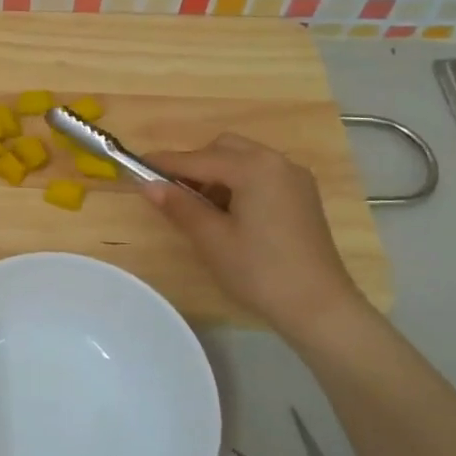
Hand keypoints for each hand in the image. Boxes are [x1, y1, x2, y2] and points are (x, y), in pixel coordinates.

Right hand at [142, 134, 370, 342]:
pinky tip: (229, 213)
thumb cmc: (259, 271)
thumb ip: (179, 206)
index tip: (136, 165)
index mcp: (254, 168)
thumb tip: (148, 185)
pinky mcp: (302, 196)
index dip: (165, 163)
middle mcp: (277, 162)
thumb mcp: (212, 239)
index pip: (198, 158)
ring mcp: (294, 179)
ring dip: (217, 174)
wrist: (319, 307)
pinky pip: (261, 175)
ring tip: (200, 208)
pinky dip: (238, 184)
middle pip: (224, 149)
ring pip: (243, 161)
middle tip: (173, 193)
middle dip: (195, 165)